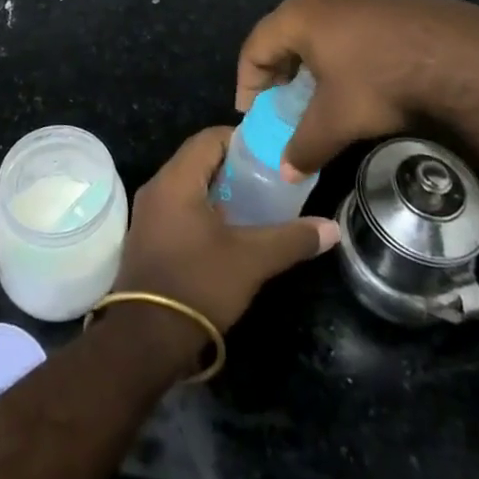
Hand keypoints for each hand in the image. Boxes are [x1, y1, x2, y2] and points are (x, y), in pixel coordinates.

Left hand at [113, 127, 337, 332]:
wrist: (145, 340)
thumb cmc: (198, 285)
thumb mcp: (251, 260)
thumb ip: (291, 239)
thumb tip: (332, 228)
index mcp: (176, 179)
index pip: (209, 137)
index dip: (241, 140)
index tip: (270, 154)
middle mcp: (157, 187)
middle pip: (198, 159)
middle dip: (233, 166)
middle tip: (267, 180)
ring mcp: (148, 214)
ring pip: (188, 185)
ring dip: (218, 190)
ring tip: (254, 205)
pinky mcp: (147, 238)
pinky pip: (178, 207)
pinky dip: (203, 209)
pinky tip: (227, 232)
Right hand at [235, 0, 478, 179]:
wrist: (455, 53)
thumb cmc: (380, 80)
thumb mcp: (337, 120)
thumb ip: (305, 146)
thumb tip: (286, 172)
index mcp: (298, 16)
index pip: (255, 45)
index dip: (247, 81)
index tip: (250, 112)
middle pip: (282, 32)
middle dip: (276, 69)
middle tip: (278, 101)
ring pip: (314, 29)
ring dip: (306, 61)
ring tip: (314, 92)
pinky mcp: (383, 5)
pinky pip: (342, 28)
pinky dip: (335, 53)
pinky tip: (354, 79)